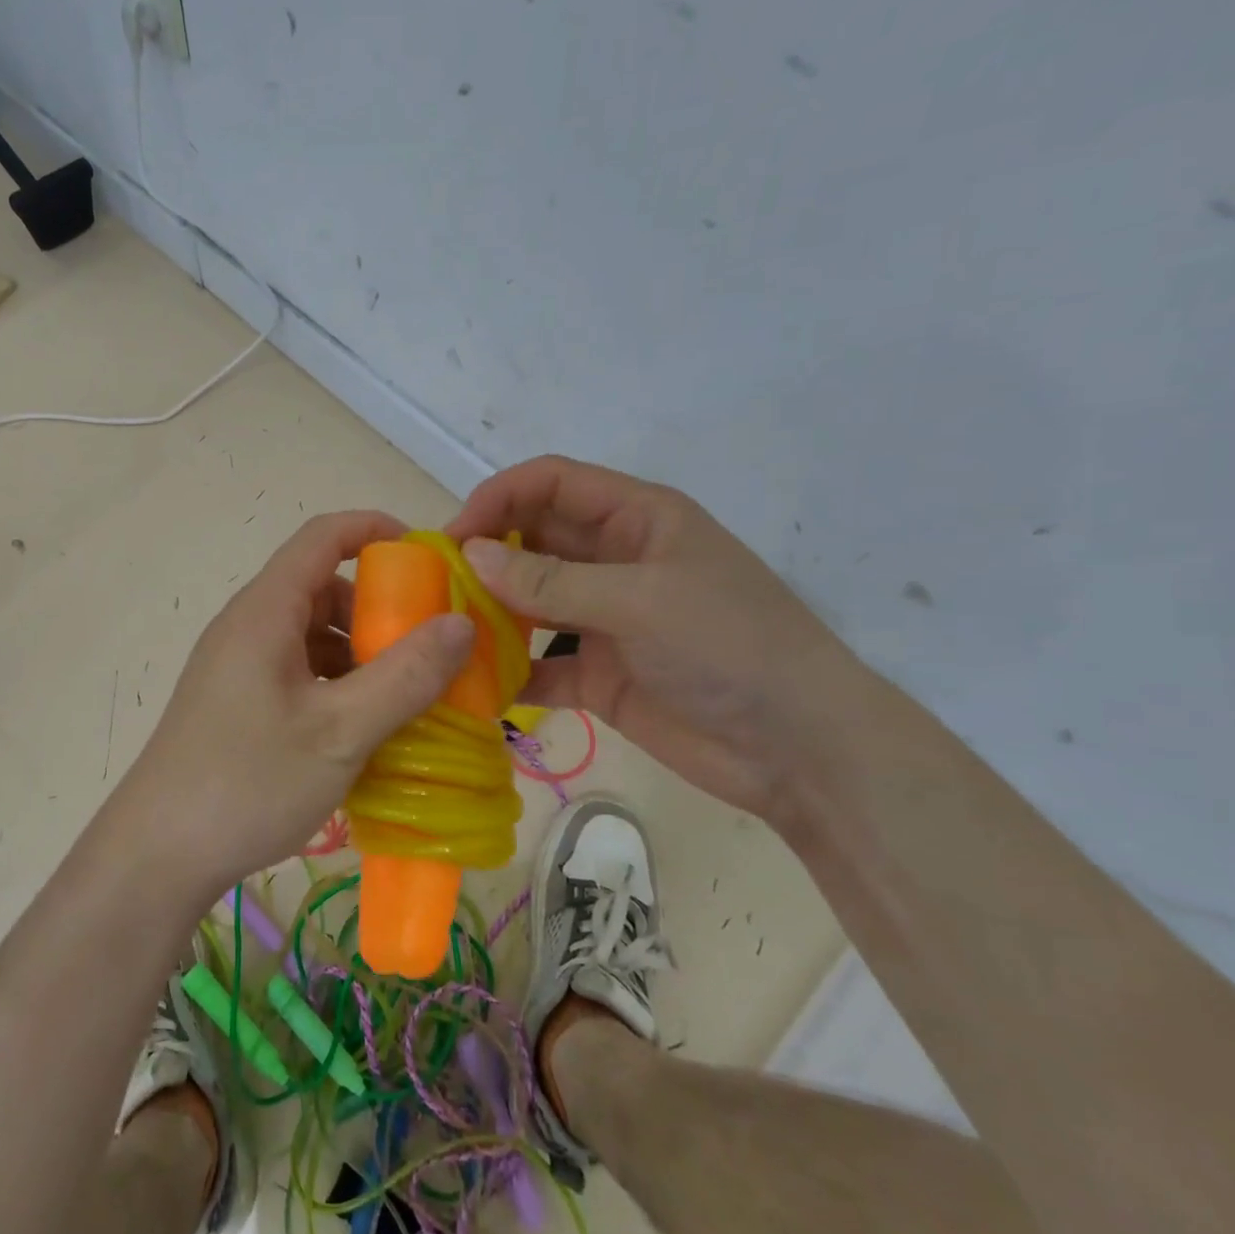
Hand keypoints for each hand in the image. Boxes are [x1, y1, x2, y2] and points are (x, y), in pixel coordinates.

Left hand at [110, 512, 475, 898]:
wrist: (157, 854)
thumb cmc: (249, 782)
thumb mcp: (340, 731)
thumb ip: (405, 676)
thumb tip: (461, 623)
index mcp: (265, 611)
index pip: (322, 536)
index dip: (375, 531)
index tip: (429, 558)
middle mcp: (248, 626)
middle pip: (321, 588)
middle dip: (378, 609)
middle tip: (428, 648)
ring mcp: (238, 666)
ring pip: (311, 635)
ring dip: (360, 654)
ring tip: (405, 696)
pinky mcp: (236, 701)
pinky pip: (297, 671)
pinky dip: (336, 683)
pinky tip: (361, 727)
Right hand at [449, 457, 876, 820]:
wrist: (800, 749)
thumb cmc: (730, 647)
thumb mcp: (639, 600)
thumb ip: (550, 580)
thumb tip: (471, 554)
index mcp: (636, 520)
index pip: (552, 484)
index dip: (499, 498)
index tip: (453, 535)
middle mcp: (613, 562)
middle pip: (533, 540)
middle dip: (485, 556)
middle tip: (435, 586)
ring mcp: (603, 620)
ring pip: (529, 603)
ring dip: (490, 613)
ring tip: (444, 632)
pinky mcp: (598, 674)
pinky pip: (540, 664)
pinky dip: (509, 673)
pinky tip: (474, 685)